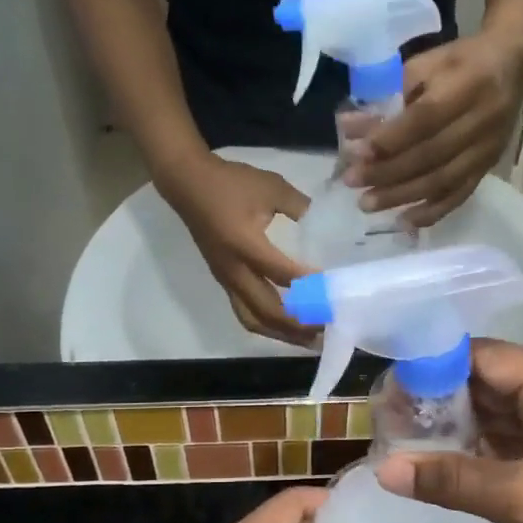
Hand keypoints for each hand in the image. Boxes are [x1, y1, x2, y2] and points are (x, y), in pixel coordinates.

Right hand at [159, 154, 314, 343]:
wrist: (187, 183)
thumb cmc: (230, 183)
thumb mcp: (271, 187)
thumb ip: (301, 207)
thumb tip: (324, 227)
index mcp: (245, 244)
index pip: (282, 275)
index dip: (310, 287)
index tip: (335, 294)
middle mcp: (234, 270)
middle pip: (267, 310)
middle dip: (299, 324)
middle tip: (327, 328)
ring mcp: (226, 279)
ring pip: (253, 319)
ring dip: (282, 333)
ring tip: (310, 339)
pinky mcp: (224, 281)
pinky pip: (245, 312)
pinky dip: (268, 324)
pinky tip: (287, 326)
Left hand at [348, 30, 522, 226]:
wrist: (512, 66)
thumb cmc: (460, 62)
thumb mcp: (423, 65)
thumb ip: (388, 96)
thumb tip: (350, 128)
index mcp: (465, 86)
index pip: (423, 120)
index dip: (389, 139)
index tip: (357, 153)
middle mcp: (480, 121)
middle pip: (429, 155)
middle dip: (387, 172)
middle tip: (353, 182)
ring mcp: (485, 149)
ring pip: (441, 180)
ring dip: (401, 196)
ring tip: (368, 204)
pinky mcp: (487, 167)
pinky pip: (459, 195)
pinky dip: (431, 212)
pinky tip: (404, 222)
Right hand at [373, 341, 522, 522]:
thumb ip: (453, 480)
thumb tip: (384, 469)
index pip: (483, 357)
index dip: (433, 367)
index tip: (387, 389)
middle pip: (486, 381)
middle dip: (437, 398)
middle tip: (386, 418)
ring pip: (495, 411)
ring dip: (454, 425)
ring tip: (400, 437)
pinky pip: (508, 438)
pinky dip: (475, 447)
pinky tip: (438, 460)